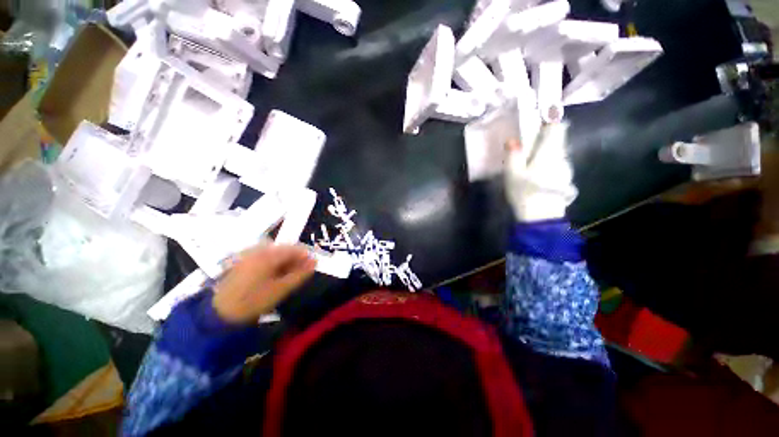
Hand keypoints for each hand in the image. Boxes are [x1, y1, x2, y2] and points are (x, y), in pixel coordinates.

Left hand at [213, 244, 315, 323]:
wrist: (220, 313)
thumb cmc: (253, 300)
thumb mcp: (281, 289)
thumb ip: (300, 274)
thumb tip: (315, 262)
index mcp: (268, 255)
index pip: (294, 249)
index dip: (306, 256)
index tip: (313, 266)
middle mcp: (258, 249)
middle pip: (284, 249)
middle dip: (295, 259)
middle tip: (301, 272)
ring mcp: (248, 254)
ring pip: (274, 253)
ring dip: (285, 262)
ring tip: (289, 275)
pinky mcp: (242, 260)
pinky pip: (264, 257)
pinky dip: (273, 264)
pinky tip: (274, 275)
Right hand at [504, 122, 577, 221]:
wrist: (541, 218)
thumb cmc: (525, 193)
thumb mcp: (513, 174)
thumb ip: (513, 155)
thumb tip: (511, 140)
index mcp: (548, 152)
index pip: (556, 128)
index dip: (551, 118)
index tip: (544, 112)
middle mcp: (561, 156)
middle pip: (558, 139)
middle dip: (548, 133)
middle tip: (533, 134)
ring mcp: (565, 168)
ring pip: (558, 151)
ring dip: (549, 147)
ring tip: (534, 152)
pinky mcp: (564, 178)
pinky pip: (558, 162)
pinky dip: (550, 159)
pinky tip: (539, 168)